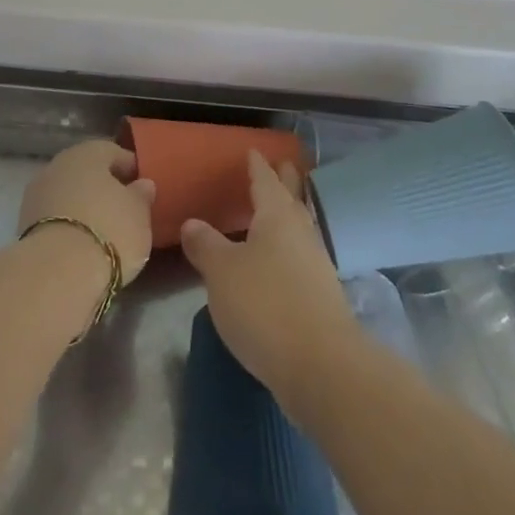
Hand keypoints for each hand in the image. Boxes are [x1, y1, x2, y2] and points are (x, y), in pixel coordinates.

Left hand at [19, 139, 156, 283]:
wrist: (57, 273)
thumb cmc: (108, 231)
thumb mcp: (139, 213)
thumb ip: (141, 195)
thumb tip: (142, 184)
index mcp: (87, 153)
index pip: (113, 153)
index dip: (131, 169)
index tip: (144, 188)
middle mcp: (57, 166)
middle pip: (86, 173)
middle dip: (104, 189)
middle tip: (124, 210)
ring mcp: (36, 196)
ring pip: (68, 196)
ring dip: (84, 208)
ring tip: (104, 232)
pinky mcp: (24, 226)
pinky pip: (55, 219)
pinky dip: (69, 226)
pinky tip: (82, 244)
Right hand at [179, 151, 358, 420]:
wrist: (320, 363)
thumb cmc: (265, 305)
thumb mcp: (222, 272)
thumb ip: (206, 245)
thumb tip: (192, 222)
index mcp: (277, 216)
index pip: (265, 181)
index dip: (257, 166)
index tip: (252, 151)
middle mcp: (301, 231)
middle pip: (291, 198)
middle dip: (284, 181)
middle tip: (279, 165)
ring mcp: (316, 263)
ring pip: (300, 226)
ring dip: (289, 213)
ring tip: (277, 209)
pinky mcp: (322, 293)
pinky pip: (301, 254)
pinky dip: (289, 246)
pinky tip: (279, 259)